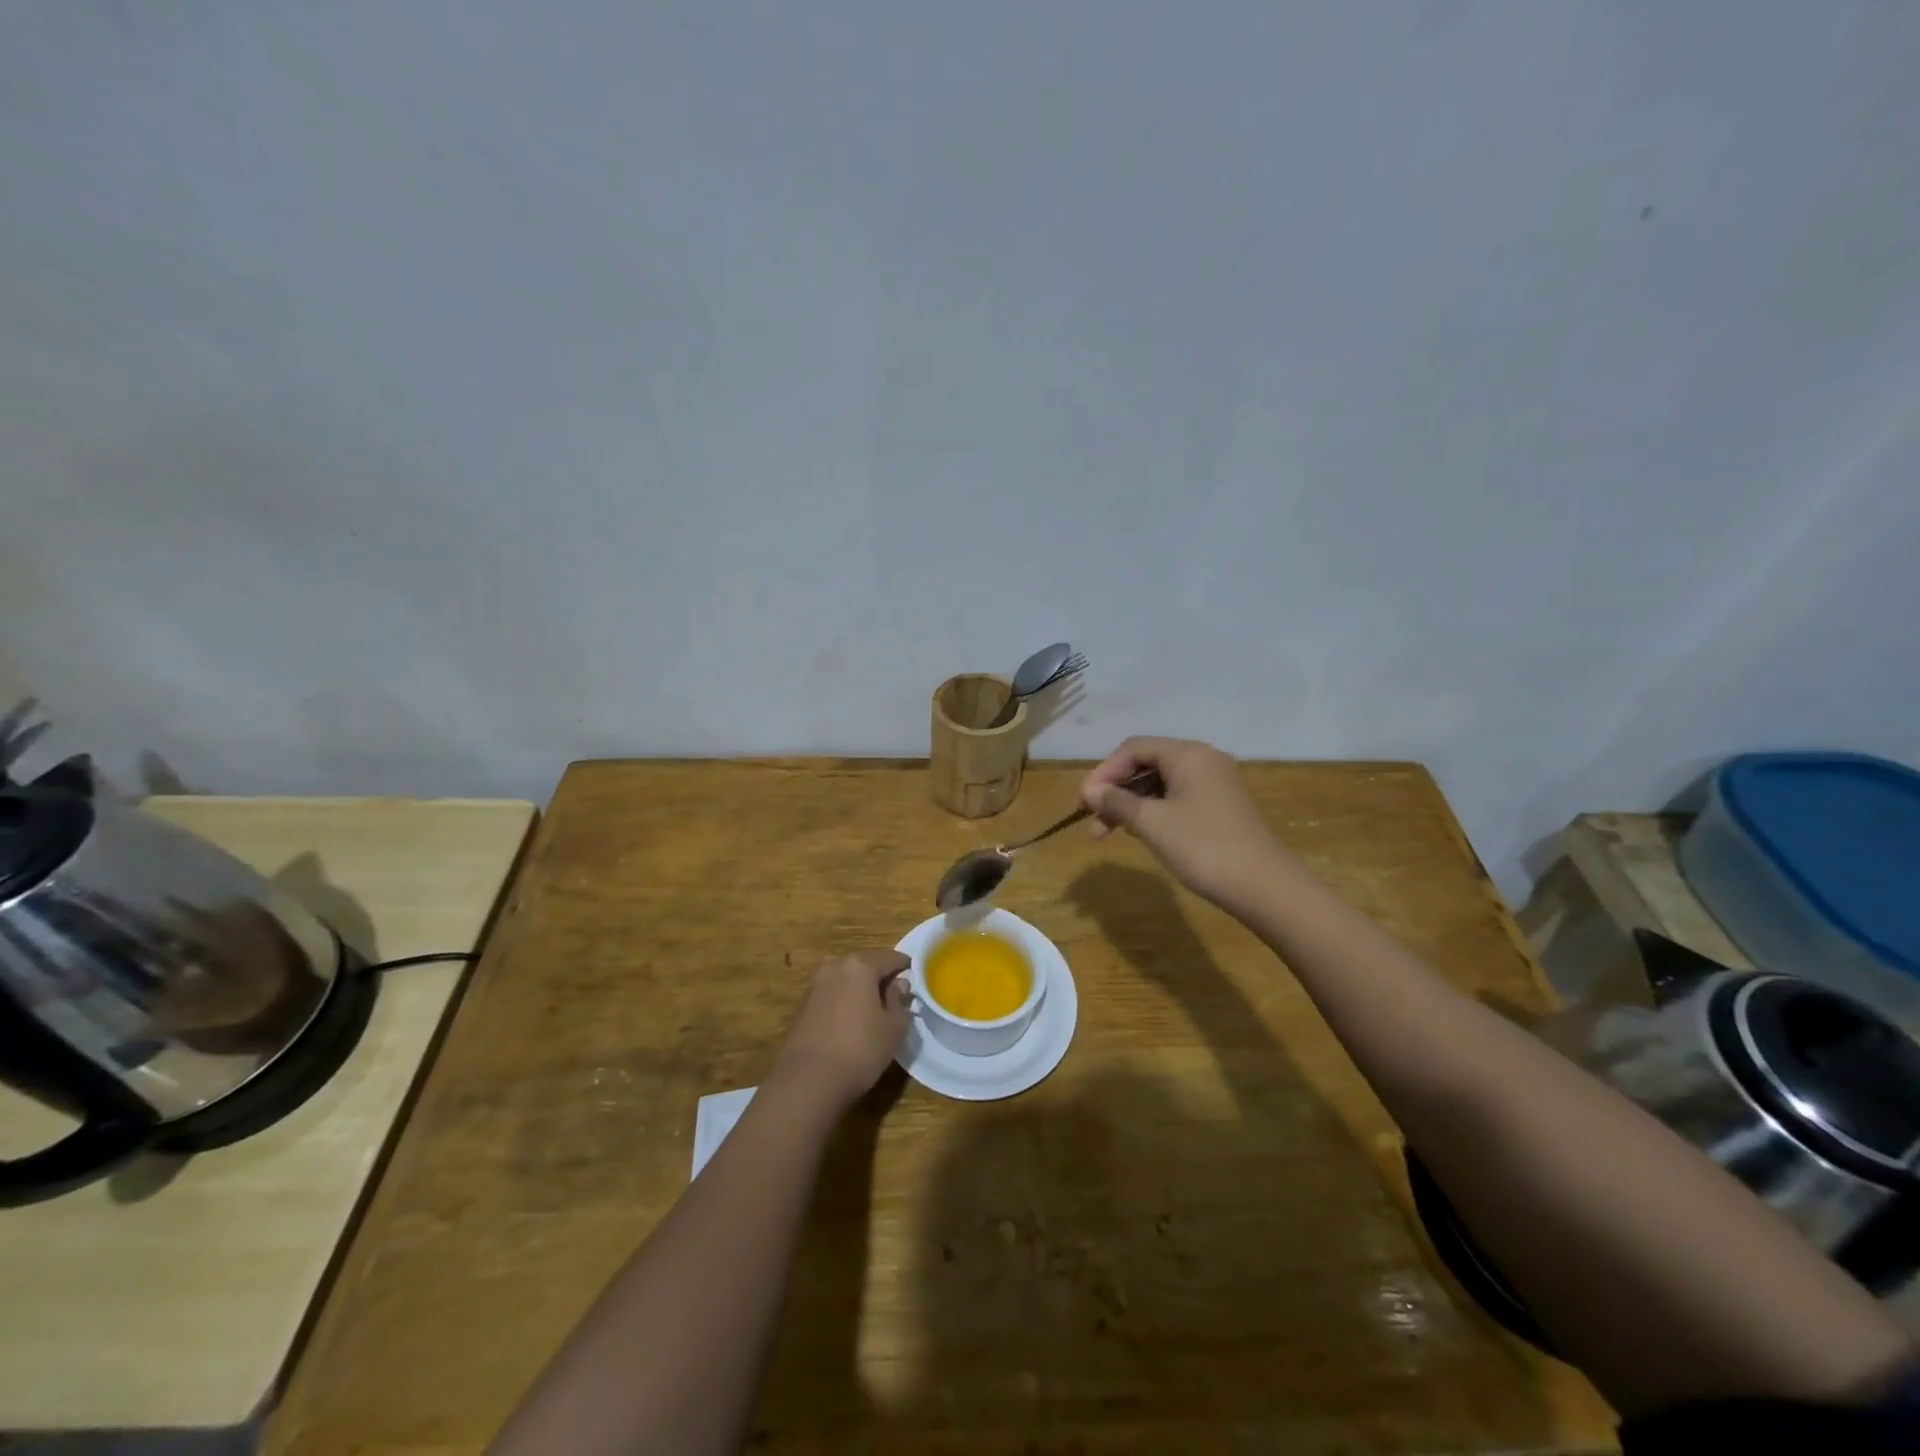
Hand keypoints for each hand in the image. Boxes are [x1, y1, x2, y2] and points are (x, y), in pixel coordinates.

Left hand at [771, 949, 910, 1110]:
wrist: (807, 1082)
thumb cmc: (860, 1050)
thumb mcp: (894, 1028)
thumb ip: (899, 1001)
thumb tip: (898, 985)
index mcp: (860, 966)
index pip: (890, 957)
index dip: (905, 967)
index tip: (916, 977)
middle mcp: (834, 967)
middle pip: (865, 964)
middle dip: (881, 976)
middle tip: (896, 995)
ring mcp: (815, 986)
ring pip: (846, 980)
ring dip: (861, 989)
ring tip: (874, 1010)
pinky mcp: (802, 1007)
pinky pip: (832, 995)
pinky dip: (844, 1002)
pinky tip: (851, 1022)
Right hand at [1080, 737, 1285, 909]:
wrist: (1263, 886)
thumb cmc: (1202, 847)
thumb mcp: (1151, 823)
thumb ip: (1116, 802)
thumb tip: (1090, 791)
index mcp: (1188, 754)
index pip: (1134, 749)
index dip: (1104, 772)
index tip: (1083, 801)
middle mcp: (1203, 759)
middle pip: (1147, 764)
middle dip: (1115, 790)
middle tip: (1090, 818)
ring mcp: (1215, 783)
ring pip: (1160, 783)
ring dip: (1130, 804)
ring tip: (1106, 833)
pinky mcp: (1221, 806)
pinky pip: (1177, 797)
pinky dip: (1152, 811)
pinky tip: (1138, 832)